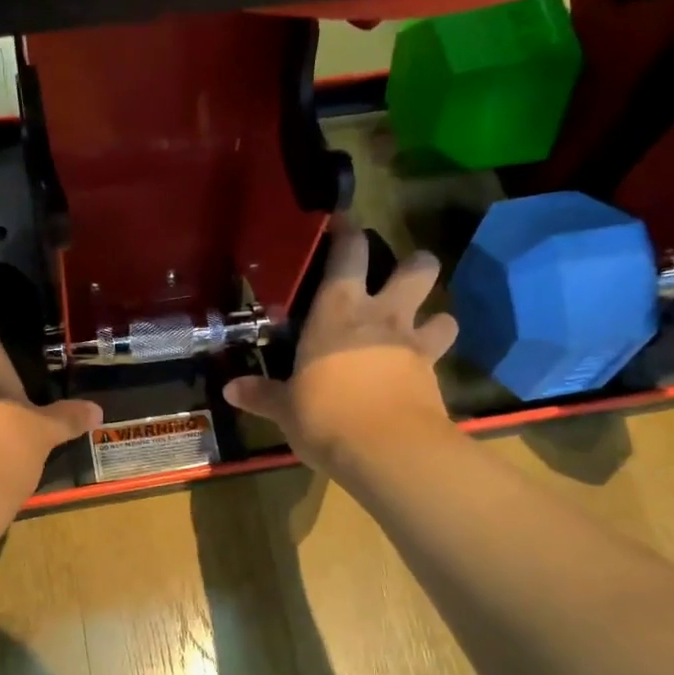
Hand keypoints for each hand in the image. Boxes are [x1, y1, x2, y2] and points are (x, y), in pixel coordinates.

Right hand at [222, 218, 454, 470]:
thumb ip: (262, 395)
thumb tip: (231, 390)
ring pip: (442, 314)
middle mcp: (382, 318)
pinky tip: (415, 377)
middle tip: (402, 274)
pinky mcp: (434, 378)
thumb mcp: (286, 408)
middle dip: (415, 264)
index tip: (344, 223)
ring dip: (434, 317)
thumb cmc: (324, 416)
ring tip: (420, 330)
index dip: (348, 233)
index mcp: (338, 312)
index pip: (348, 254)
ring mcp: (414, 346)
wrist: (386, 451)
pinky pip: (439, 359)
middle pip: (416, 269)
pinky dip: (430, 363)